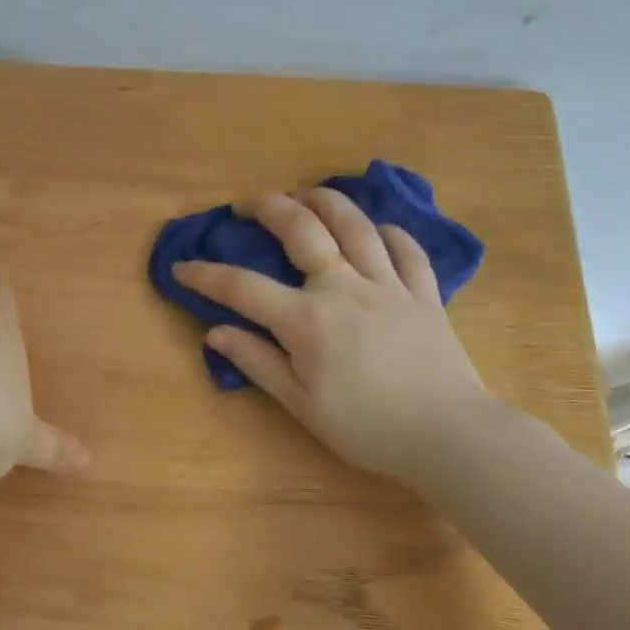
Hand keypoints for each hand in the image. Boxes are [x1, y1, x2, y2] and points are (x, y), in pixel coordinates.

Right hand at [173, 189, 495, 480]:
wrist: (448, 435)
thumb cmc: (366, 427)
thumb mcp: (301, 404)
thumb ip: (257, 362)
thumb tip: (216, 333)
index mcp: (307, 319)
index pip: (243, 287)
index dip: (206, 275)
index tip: (181, 267)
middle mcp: (344, 287)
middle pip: (302, 230)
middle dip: (269, 208)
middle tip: (247, 204)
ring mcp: (389, 284)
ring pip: (355, 225)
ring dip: (325, 201)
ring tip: (305, 194)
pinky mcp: (425, 293)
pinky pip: (407, 249)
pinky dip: (388, 232)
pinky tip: (376, 230)